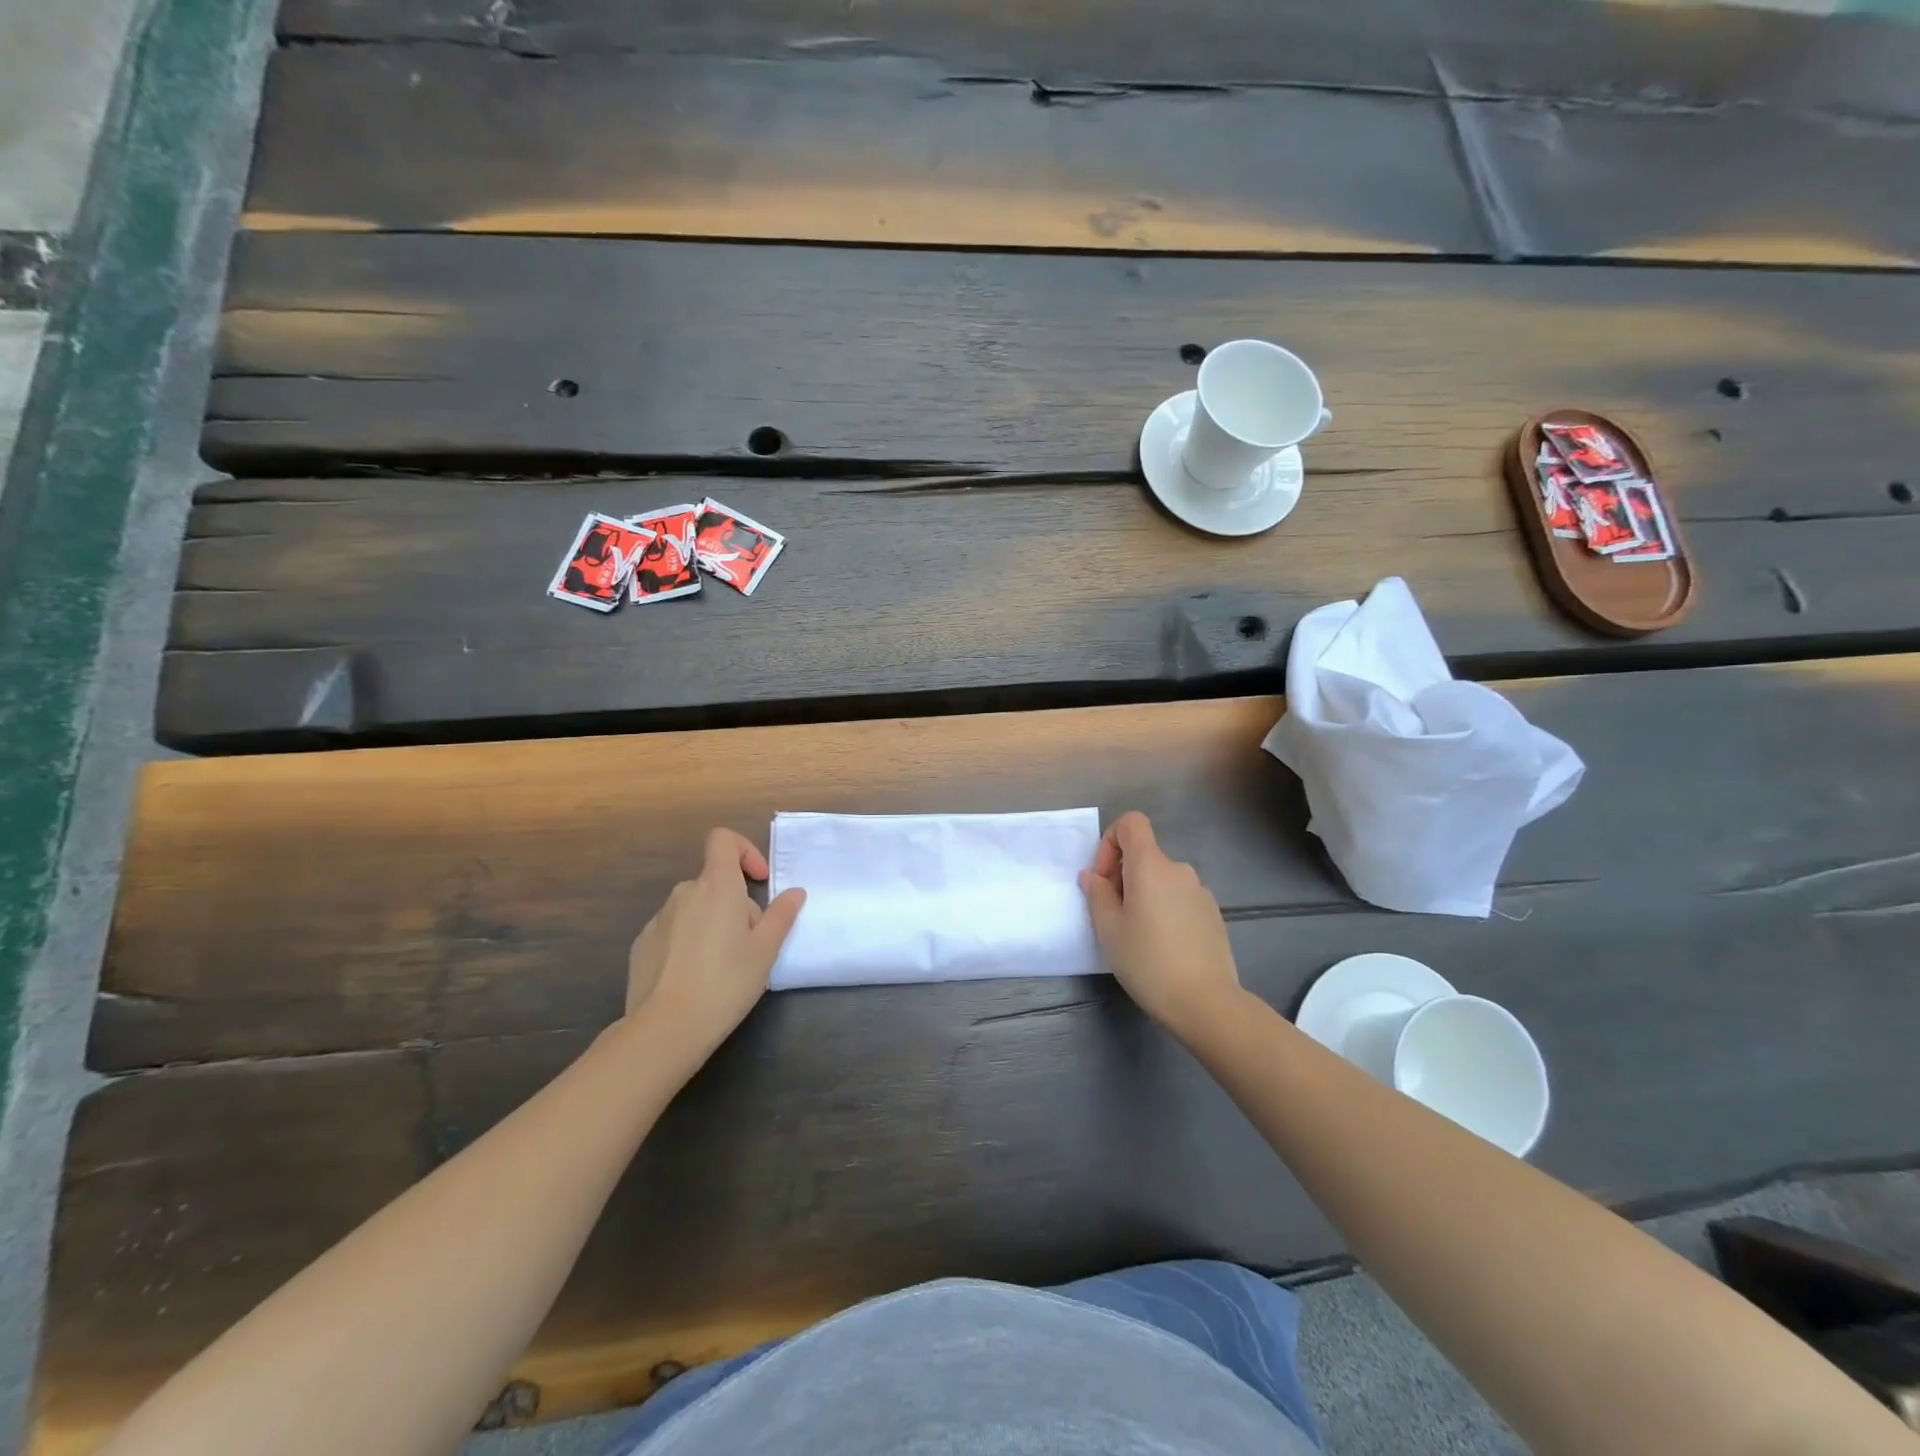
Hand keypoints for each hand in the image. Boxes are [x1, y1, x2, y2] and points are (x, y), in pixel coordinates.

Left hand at [626, 828, 806, 1051]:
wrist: (665, 1028)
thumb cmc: (726, 982)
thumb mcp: (766, 950)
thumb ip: (782, 915)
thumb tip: (794, 892)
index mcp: (717, 886)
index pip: (723, 840)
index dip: (744, 850)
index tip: (759, 881)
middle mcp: (684, 893)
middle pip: (715, 882)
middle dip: (736, 904)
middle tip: (751, 944)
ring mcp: (658, 919)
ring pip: (695, 908)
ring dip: (713, 924)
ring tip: (724, 966)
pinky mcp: (641, 945)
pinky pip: (674, 931)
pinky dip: (689, 942)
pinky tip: (695, 978)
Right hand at [1079, 812, 1241, 1035]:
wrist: (1206, 1002)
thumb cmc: (1148, 961)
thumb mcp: (1109, 929)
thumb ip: (1097, 895)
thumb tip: (1093, 876)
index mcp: (1151, 866)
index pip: (1131, 823)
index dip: (1111, 841)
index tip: (1104, 878)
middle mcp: (1179, 870)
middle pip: (1144, 855)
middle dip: (1123, 877)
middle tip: (1113, 916)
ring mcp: (1200, 892)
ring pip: (1162, 880)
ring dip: (1144, 895)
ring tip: (1137, 936)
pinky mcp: (1213, 914)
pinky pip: (1179, 898)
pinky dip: (1165, 910)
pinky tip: (1163, 947)